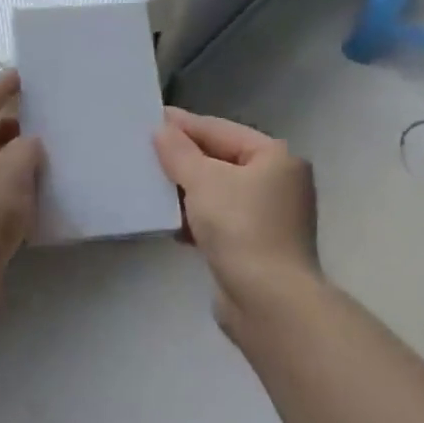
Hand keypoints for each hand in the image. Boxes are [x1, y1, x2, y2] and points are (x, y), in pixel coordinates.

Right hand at [153, 108, 318, 319]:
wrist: (270, 303)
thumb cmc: (241, 228)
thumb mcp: (203, 181)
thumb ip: (179, 152)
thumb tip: (162, 130)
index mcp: (275, 157)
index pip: (221, 130)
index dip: (184, 125)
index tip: (149, 119)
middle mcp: (278, 182)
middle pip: (220, 160)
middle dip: (183, 159)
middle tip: (145, 151)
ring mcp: (270, 216)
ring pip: (218, 192)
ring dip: (187, 190)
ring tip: (150, 185)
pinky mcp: (256, 246)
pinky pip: (220, 220)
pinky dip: (197, 218)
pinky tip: (170, 222)